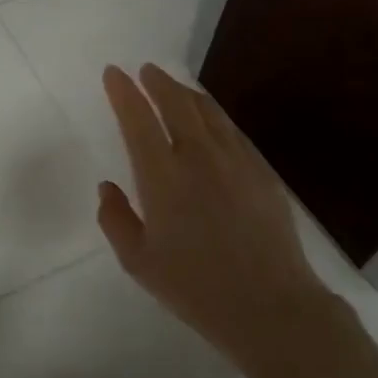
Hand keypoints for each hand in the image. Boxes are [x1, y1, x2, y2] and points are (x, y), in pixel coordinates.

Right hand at [98, 64, 327, 360]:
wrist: (270, 306)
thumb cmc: (195, 288)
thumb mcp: (138, 262)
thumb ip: (115, 219)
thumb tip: (107, 187)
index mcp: (162, 176)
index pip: (138, 119)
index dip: (123, 92)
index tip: (114, 73)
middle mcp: (198, 157)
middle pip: (176, 102)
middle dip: (157, 82)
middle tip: (145, 71)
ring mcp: (235, 160)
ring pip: (208, 111)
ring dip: (186, 93)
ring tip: (174, 87)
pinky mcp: (261, 171)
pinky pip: (232, 130)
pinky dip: (213, 115)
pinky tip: (210, 120)